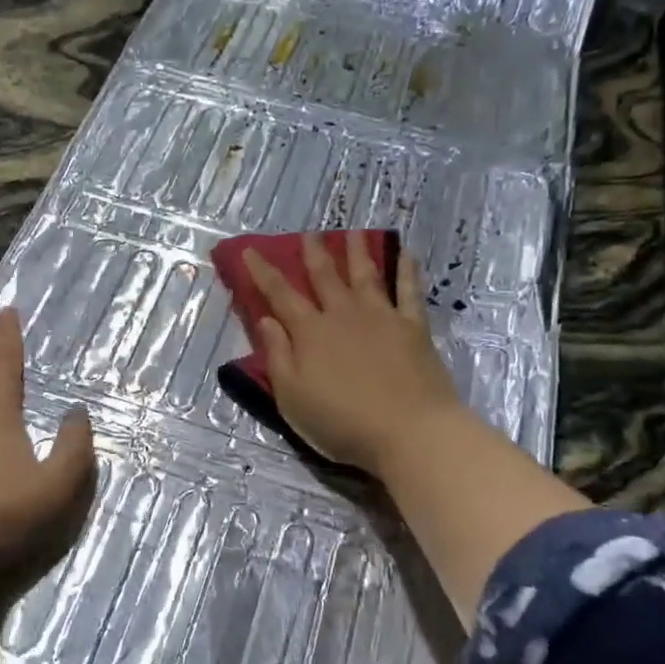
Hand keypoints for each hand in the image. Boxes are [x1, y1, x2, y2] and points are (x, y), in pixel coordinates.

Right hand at [245, 233, 464, 477]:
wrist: (409, 431)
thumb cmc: (343, 422)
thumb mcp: (293, 398)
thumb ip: (278, 356)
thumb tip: (266, 319)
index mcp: (310, 332)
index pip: (280, 294)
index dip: (263, 272)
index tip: (251, 250)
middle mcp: (343, 314)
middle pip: (325, 276)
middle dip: (313, 253)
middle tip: (309, 233)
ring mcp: (381, 317)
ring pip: (366, 274)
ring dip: (357, 251)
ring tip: (353, 231)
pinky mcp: (413, 327)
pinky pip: (409, 291)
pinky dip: (406, 270)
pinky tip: (405, 253)